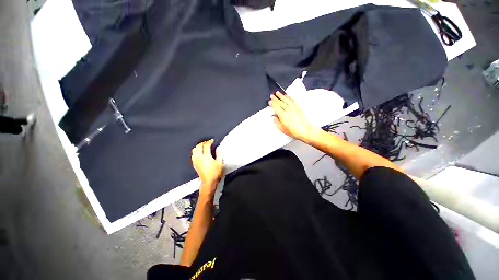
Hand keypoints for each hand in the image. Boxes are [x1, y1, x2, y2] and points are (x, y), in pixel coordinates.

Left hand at [191, 139, 222, 195]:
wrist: (208, 181)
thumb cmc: (215, 173)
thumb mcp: (220, 163)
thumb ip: (219, 154)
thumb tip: (217, 148)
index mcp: (206, 156)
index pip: (206, 146)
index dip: (209, 142)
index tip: (212, 140)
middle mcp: (199, 157)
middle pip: (199, 146)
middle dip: (203, 142)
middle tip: (208, 142)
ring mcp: (196, 160)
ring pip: (194, 150)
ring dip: (198, 146)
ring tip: (203, 145)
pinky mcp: (194, 163)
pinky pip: (193, 154)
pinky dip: (196, 151)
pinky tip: (199, 151)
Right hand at [268, 92, 317, 141]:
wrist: (305, 131)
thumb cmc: (294, 131)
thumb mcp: (282, 129)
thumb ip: (277, 122)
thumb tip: (274, 118)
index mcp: (283, 115)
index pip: (276, 107)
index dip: (272, 103)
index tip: (269, 101)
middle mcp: (288, 110)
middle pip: (280, 102)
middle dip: (275, 98)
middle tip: (272, 96)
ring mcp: (294, 108)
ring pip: (286, 100)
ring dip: (281, 96)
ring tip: (278, 93)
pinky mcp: (298, 108)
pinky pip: (292, 100)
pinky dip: (289, 97)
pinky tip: (287, 96)